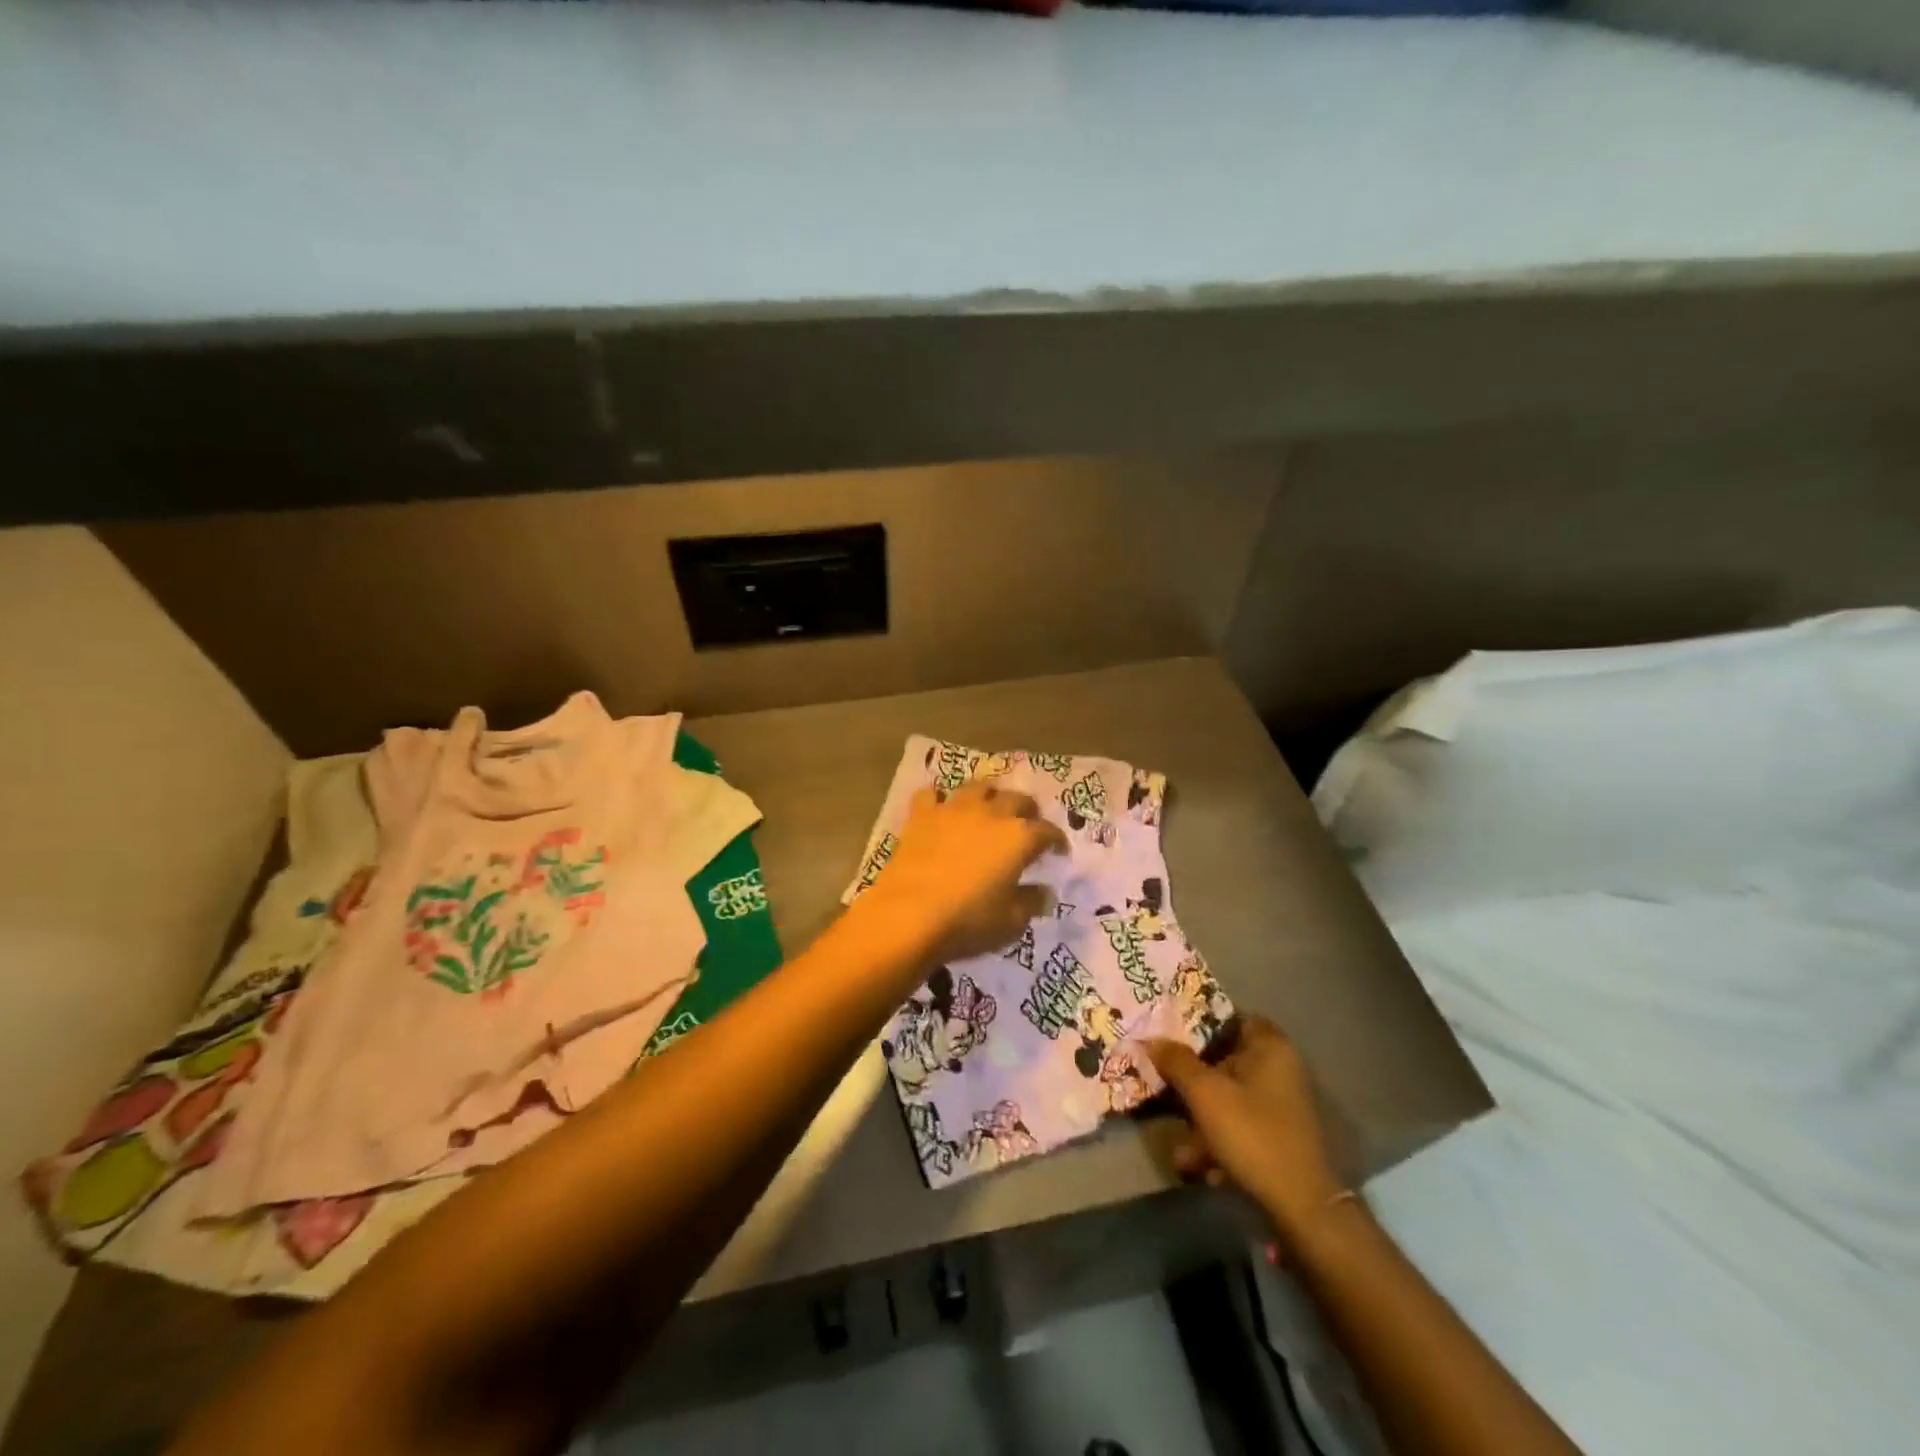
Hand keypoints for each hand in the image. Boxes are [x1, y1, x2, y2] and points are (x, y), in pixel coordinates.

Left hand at [855, 783, 1067, 964]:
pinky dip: (939, 799)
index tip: (1058, 852)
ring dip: (989, 795)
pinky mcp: (922, 815)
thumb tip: (1043, 892)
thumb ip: (1031, 903)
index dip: (1057, 840)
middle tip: (1027, 824)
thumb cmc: (967, 921)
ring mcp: (954, 809)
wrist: (908, 915)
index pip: (1047, 831)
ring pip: (978, 786)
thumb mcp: (1011, 922)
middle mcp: (990, 813)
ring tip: (988, 808)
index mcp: (1019, 838)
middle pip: (1017, 798)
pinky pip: (932, 794)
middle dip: (1027, 810)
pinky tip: (940, 809)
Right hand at [1146, 1016, 1348, 1248]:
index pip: (1231, 1018)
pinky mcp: (1279, 1138)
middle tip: (1163, 1083)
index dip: (1200, 1023)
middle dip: (1193, 1079)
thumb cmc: (1252, 1134)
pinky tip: (1196, 1165)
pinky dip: (1218, 1141)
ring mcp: (1282, 1106)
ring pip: (1229, 1098)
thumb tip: (1150, 1039)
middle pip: (1225, 1061)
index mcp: (1270, 1048)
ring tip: (1179, 1145)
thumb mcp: (1205, 1093)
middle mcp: (1281, 1070)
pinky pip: (1240, 1127)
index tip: (1170, 1032)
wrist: (1301, 1208)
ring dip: (1201, 1119)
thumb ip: (1176, 1062)